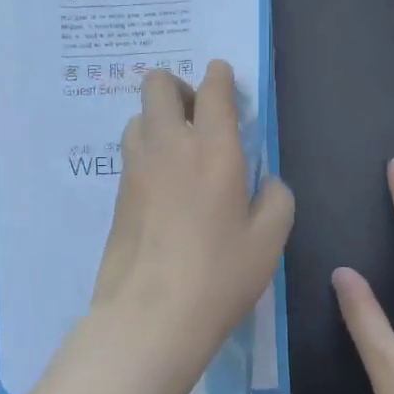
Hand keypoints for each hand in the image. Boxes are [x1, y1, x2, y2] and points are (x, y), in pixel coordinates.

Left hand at [87, 61, 294, 393]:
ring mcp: (135, 168)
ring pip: (139, 117)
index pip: (212, 89)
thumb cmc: (219, 277)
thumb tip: (267, 182)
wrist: (150, 316)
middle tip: (198, 117)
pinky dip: (147, 152)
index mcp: (213, 149)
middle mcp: (169, 146)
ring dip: (159, 119)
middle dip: (178, 87)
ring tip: (180, 152)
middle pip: (157, 84)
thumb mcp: (269, 241)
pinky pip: (131, 153)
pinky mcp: (117, 194)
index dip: (219, 76)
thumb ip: (276, 199)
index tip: (224, 81)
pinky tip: (164, 185)